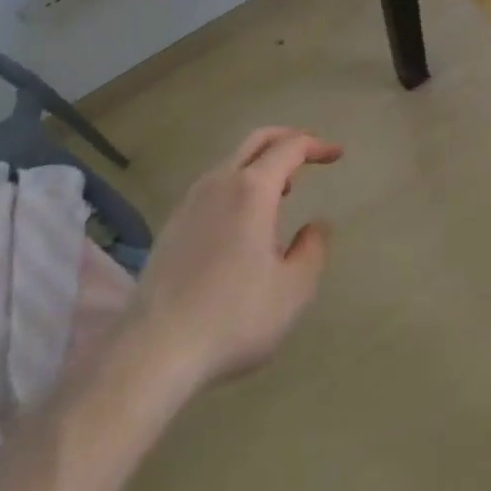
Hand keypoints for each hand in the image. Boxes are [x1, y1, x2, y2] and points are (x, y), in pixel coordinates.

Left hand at [125, 127, 342, 392]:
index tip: (336, 154)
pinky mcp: (173, 225)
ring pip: (232, 163)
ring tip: (284, 189)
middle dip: (287, 139)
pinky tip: (245, 219)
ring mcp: (191, 202)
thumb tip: (317, 225)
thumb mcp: (293, 290)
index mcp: (252, 190)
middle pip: (256, 141)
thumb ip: (313, 250)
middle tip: (311, 152)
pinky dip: (239, 184)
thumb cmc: (233, 317)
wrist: (154, 351)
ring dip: (262, 163)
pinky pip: (214, 186)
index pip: (289, 148)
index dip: (316, 146)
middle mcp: (219, 183)